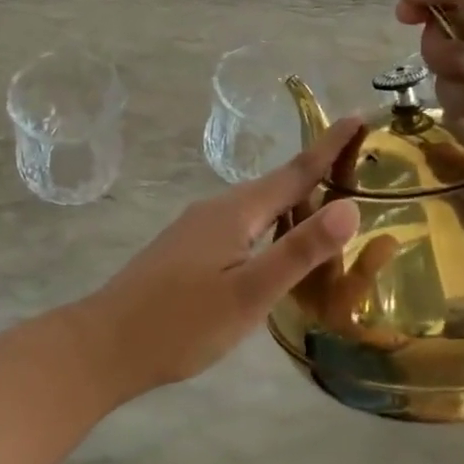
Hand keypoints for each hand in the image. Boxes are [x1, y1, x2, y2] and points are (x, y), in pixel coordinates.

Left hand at [73, 118, 364, 396]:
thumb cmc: (182, 323)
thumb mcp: (250, 293)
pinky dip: (268, 227)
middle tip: (357, 173)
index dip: (329, 147)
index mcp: (235, 211)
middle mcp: (215, 209)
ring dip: (292, 205)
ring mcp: (196, 228)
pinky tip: (274, 249)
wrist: (106, 345)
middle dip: (315, 176)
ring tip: (326, 212)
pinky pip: (240, 226)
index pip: (294, 171)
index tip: (358, 117)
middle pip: (275, 186)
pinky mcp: (186, 249)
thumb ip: (299, 250)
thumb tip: (350, 206)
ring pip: (256, 209)